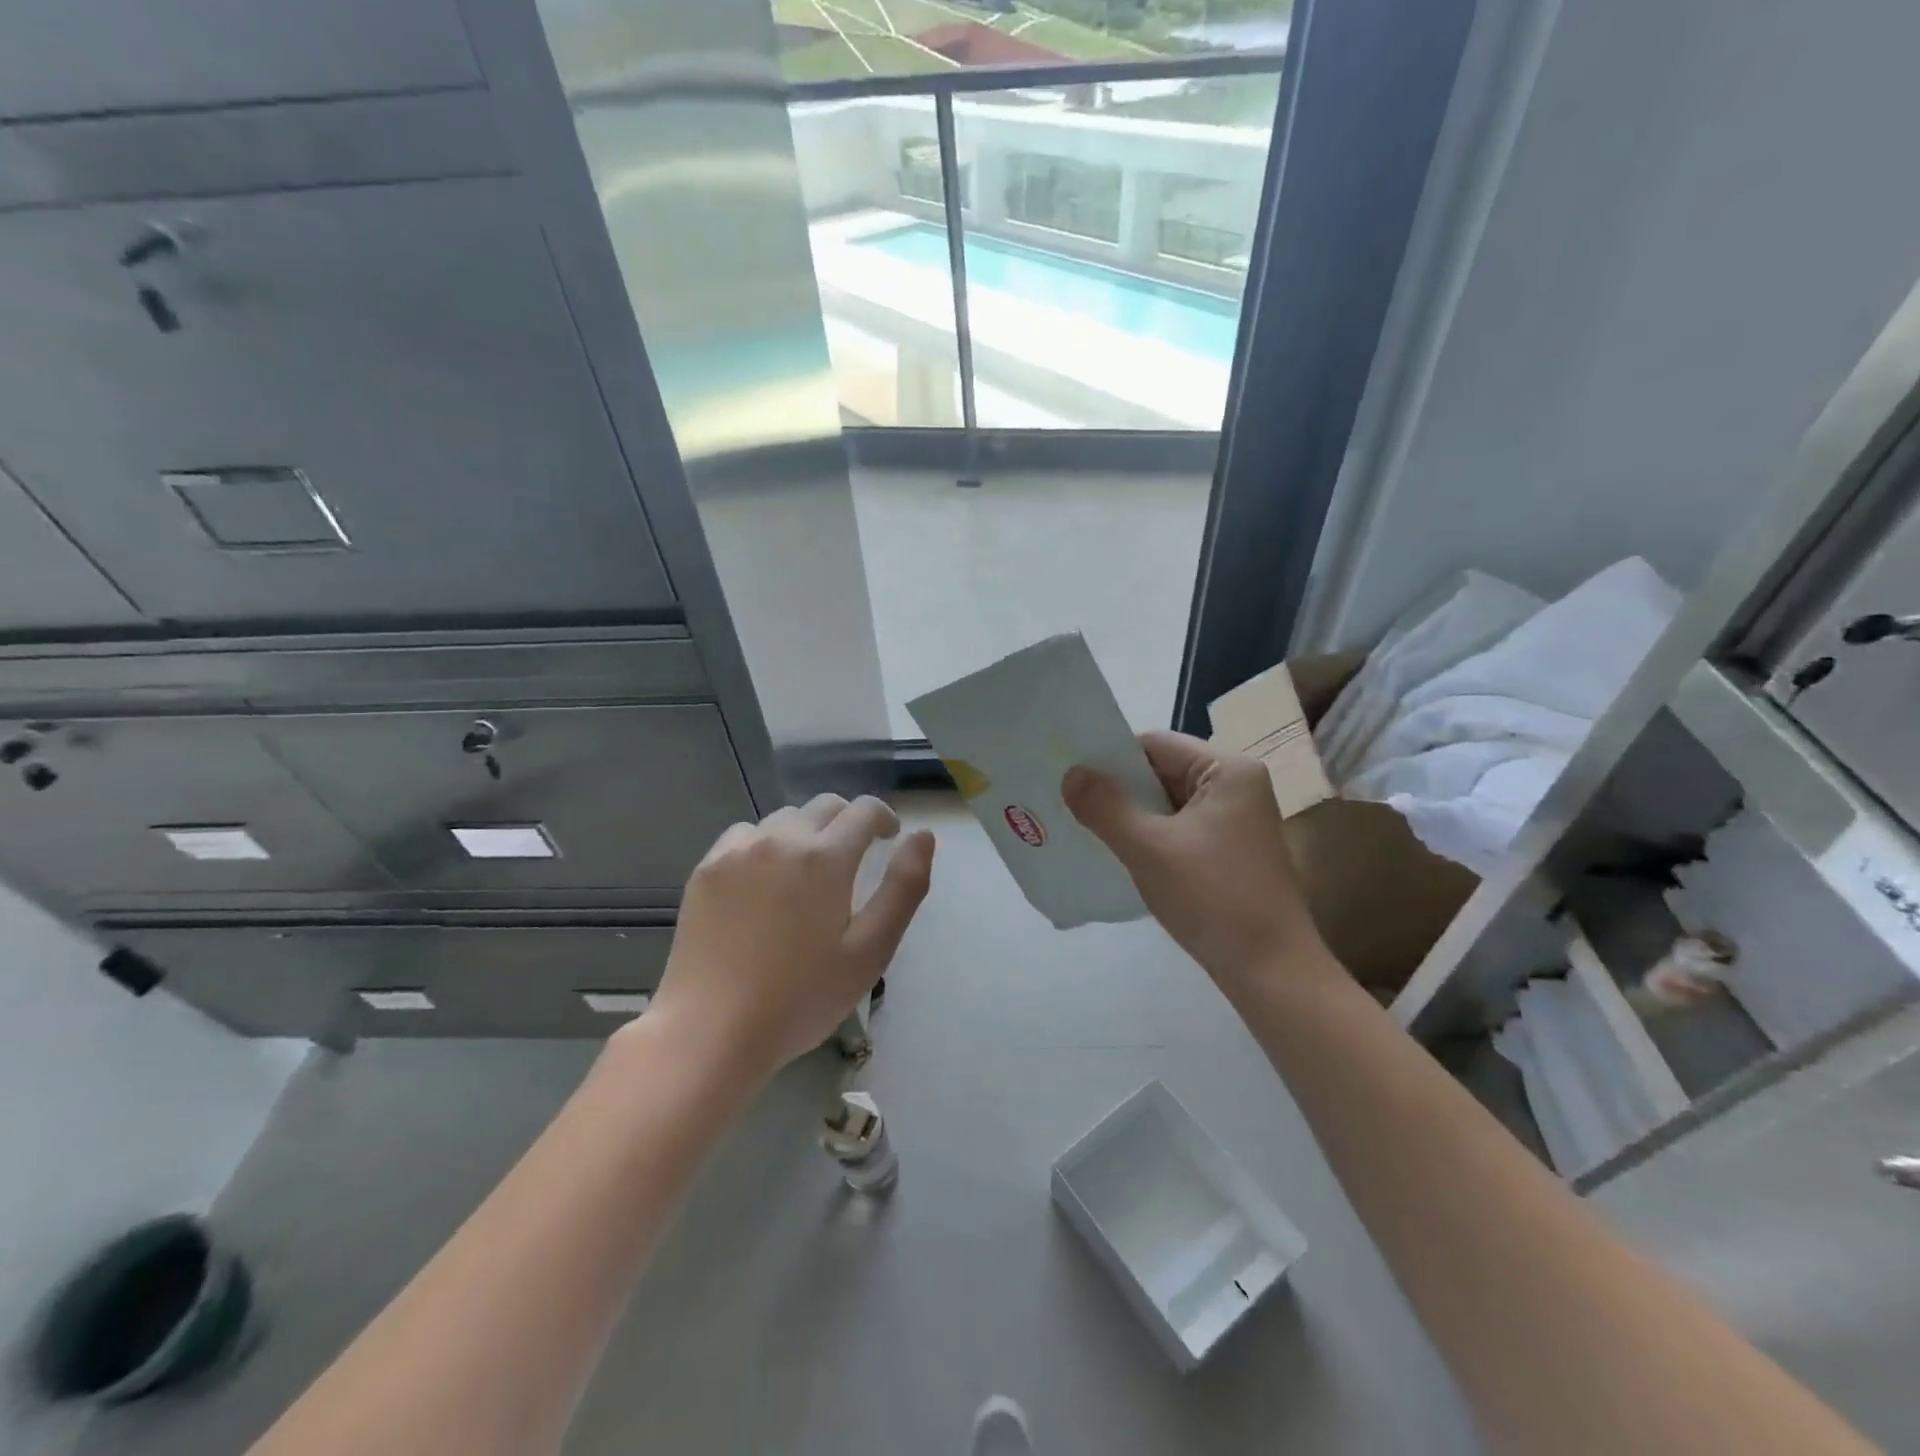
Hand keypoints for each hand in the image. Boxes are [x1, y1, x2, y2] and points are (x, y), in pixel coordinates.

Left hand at [639, 795, 934, 1083]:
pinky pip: (745, 835)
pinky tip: (763, 882)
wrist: (711, 1030)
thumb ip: (904, 887)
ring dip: (806, 833)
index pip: (864, 810)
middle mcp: (780, 838)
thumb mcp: (870, 950)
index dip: (884, 818)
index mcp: (825, 856)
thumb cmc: (801, 997)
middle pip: (825, 807)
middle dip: (848, 823)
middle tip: (853, 861)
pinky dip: (765, 844)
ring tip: (807, 874)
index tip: (888, 840)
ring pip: (784, 818)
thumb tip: (922, 836)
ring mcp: (737, 851)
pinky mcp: (706, 868)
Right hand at [1062, 733, 1327, 996]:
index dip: (1111, 757)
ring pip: (1168, 803)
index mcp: (1228, 770)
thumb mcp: (1149, 848)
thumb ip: (1106, 807)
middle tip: (1070, 802)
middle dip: (1118, 788)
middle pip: (1162, 771)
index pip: (1156, 745)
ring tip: (1086, 827)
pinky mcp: (1231, 851)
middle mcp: (1237, 786)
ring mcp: (1236, 821)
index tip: (1071, 775)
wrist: (1271, 971)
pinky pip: (1179, 829)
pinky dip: (1150, 836)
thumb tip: (1071, 773)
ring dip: (1131, 815)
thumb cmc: (1213, 898)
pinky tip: (1120, 853)